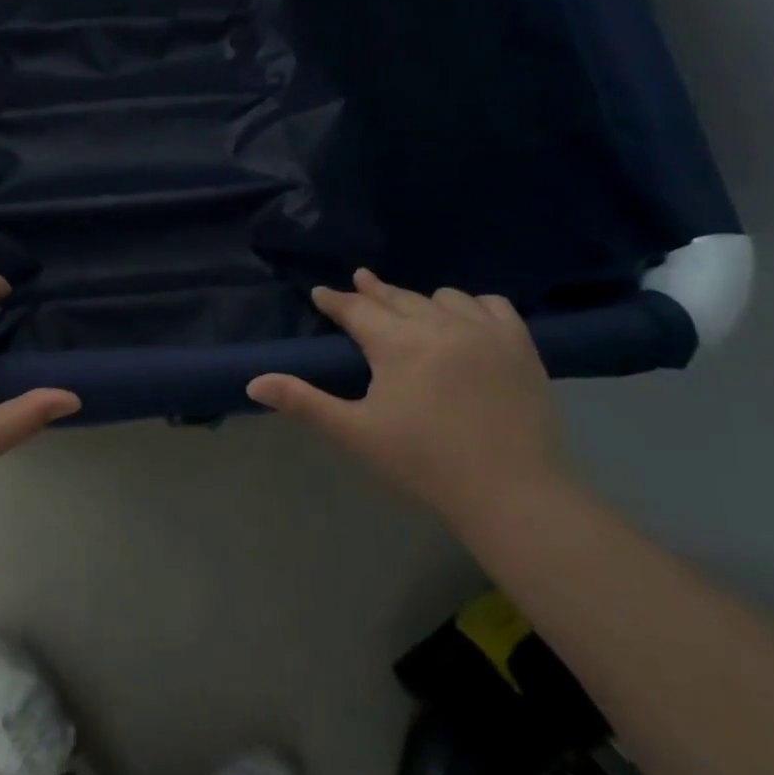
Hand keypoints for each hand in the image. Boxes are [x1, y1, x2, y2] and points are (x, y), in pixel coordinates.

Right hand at [246, 270, 566, 527]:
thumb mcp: (356, 433)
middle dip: (373, 291)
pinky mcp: (520, 344)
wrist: (513, 492)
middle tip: (358, 282)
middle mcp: (439, 323)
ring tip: (411, 309)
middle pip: (397, 297)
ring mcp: (484, 330)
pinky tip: (465, 316)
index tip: (320, 293)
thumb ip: (304, 401)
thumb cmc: (425, 463)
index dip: (335, 300)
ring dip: (420, 300)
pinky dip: (471, 306)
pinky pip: (491, 305)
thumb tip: (254, 382)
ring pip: (443, 297)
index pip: (356, 309)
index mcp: (397, 343)